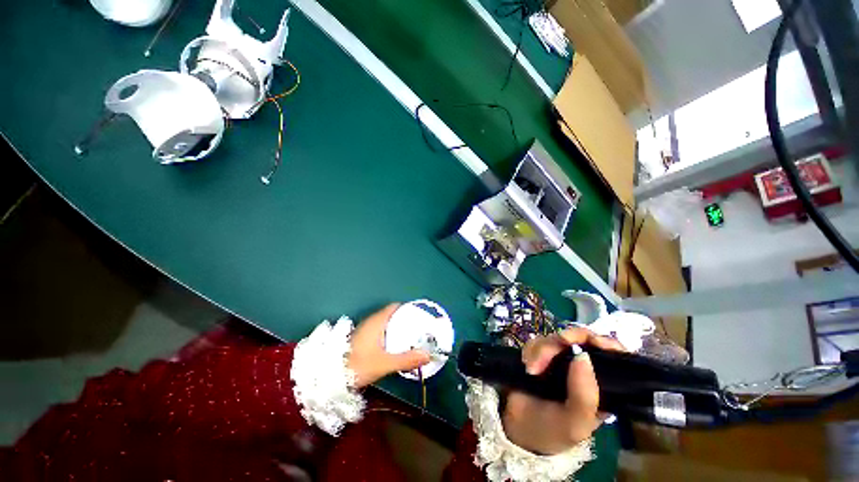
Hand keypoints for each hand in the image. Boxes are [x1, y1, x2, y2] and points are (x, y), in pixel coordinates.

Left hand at [348, 304, 431, 388]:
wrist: (329, 378)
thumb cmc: (357, 366)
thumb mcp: (384, 364)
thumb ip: (406, 359)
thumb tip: (427, 355)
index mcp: (376, 321)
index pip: (395, 307)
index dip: (407, 309)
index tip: (419, 315)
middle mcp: (370, 322)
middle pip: (391, 315)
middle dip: (405, 320)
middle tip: (418, 329)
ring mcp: (364, 330)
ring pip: (385, 324)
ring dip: (397, 329)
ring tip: (410, 338)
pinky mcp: (361, 339)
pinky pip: (380, 331)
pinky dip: (389, 335)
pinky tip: (394, 347)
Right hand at [502, 328, 624, 454]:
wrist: (516, 427)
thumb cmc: (552, 431)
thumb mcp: (575, 424)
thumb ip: (584, 396)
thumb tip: (582, 355)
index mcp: (600, 386)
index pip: (614, 357)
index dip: (607, 344)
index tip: (594, 342)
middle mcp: (581, 369)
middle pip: (581, 340)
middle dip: (564, 342)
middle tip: (551, 351)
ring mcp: (559, 359)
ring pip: (555, 338)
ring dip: (542, 350)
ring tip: (532, 371)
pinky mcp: (539, 354)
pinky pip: (537, 341)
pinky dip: (531, 351)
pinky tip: (528, 368)